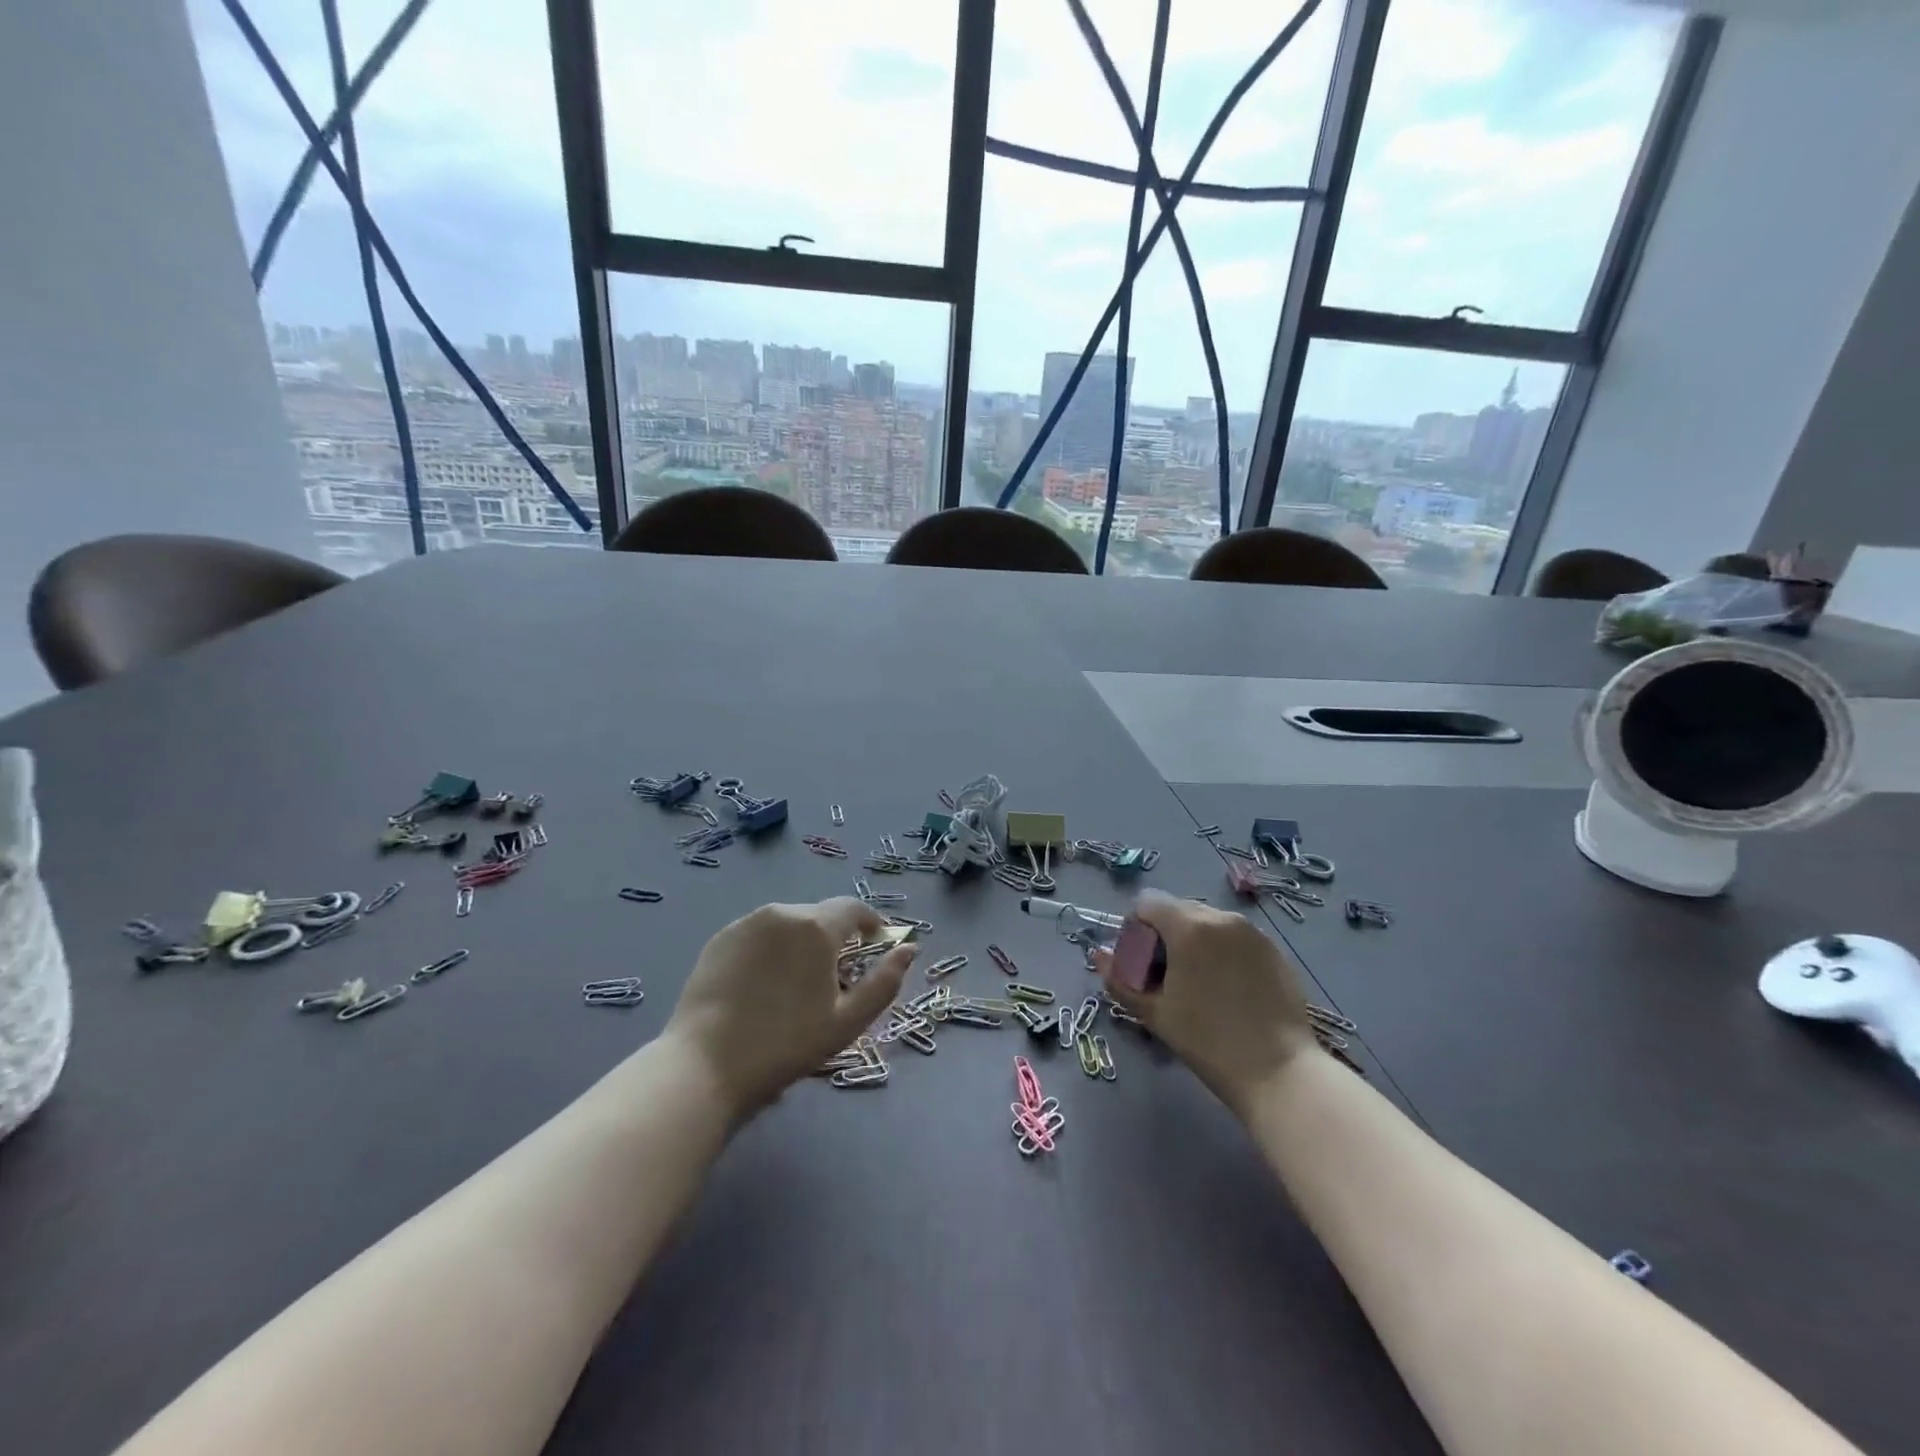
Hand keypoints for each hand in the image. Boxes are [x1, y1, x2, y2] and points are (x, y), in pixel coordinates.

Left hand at [666, 897, 913, 1120]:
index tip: (876, 944)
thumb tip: (909, 949)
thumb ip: (885, 981)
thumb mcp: (848, 1022)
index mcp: (816, 926)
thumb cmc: (786, 1045)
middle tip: (836, 977)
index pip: (853, 908)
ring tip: (797, 983)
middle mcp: (782, 912)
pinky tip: (763, 986)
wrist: (705, 1065)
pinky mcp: (719, 939)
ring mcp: (746, 923)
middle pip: (820, 916)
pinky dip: (771, 950)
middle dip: (835, 938)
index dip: (871, 923)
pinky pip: (758, 935)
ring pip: (788, 924)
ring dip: (802, 943)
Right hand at [1094, 889, 1313, 1116]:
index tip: (1140, 964)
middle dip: (1164, 935)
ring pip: (1209, 923)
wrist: (1280, 1071)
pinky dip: (1222, 952)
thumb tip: (1099, 956)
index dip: (1135, 929)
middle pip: (1179, 910)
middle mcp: (1222, 917)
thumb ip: (1120, 979)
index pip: (1147, 903)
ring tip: (1198, 984)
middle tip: (1165, 976)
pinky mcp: (1275, 951)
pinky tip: (1228, 991)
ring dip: (1194, 942)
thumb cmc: (1207, 1041)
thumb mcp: (1154, 1012)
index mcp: (1189, 926)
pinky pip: (1236, 938)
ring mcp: (1253, 933)